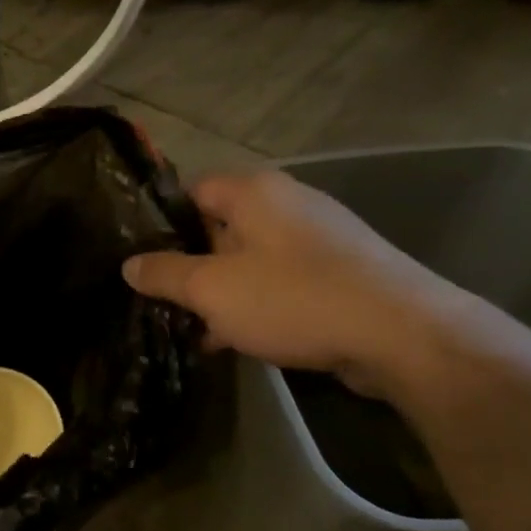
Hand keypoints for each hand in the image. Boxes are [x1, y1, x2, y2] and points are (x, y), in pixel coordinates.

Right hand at [123, 170, 460, 396]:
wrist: (402, 335)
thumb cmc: (293, 298)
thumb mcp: (212, 289)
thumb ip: (164, 274)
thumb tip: (129, 264)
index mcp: (253, 191)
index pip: (189, 191)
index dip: (160, 223)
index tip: (138, 258)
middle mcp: (286, 202)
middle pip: (218, 226)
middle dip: (188, 265)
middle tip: (160, 299)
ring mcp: (317, 237)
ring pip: (247, 258)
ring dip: (220, 291)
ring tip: (192, 327)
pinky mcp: (338, 271)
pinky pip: (279, 280)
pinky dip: (255, 303)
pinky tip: (236, 339)